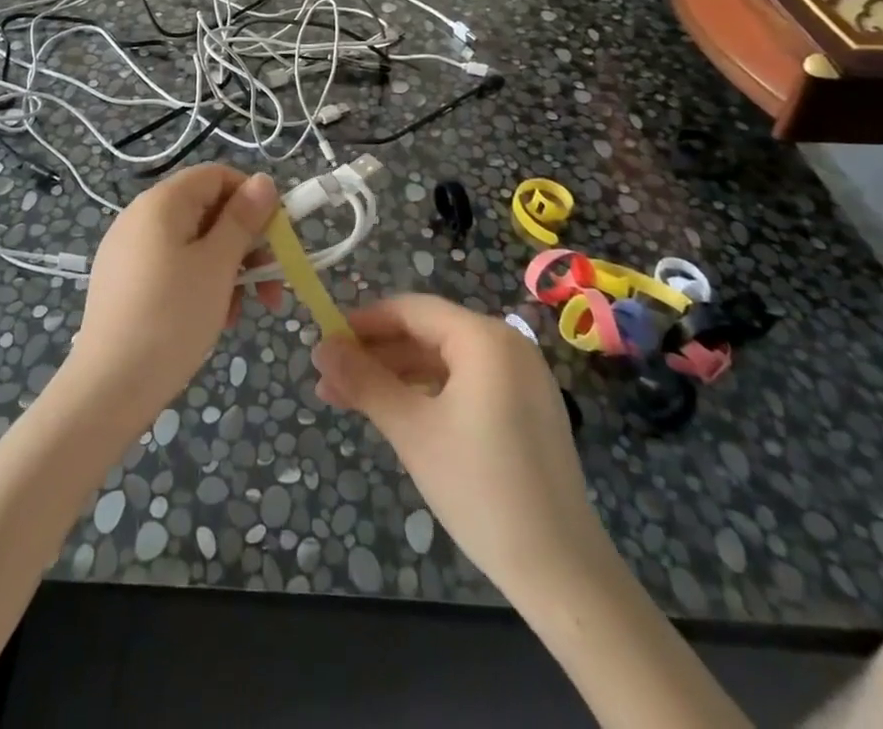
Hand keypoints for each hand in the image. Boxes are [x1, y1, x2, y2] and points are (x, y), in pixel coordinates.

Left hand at [64, 165, 280, 431]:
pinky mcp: (124, 280)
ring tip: (240, 311)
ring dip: (227, 269)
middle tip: (272, 285)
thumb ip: (242, 219)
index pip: (217, 176)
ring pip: (193, 243)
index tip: (277, 238)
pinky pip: (173, 266)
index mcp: (162, 202)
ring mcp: (129, 249)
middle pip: (207, 211)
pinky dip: (200, 283)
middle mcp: (141, 216)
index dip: (252, 199)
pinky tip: (213, 319)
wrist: (109, 387)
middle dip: (245, 244)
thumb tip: (263, 180)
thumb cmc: (172, 317)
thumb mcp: (217, 265)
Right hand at [312, 295, 587, 592]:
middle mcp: (507, 344)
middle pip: (428, 333)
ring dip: (398, 376)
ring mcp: (522, 377)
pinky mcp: (527, 409)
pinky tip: (399, 413)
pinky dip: (429, 393)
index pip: (411, 310)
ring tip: (352, 401)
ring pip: (445, 360)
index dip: (363, 322)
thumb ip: (363, 381)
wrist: (562, 572)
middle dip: (376, 355)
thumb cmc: (480, 488)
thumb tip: (320, 347)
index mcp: (484, 338)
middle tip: (331, 379)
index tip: (325, 343)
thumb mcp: (411, 430)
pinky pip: (467, 383)